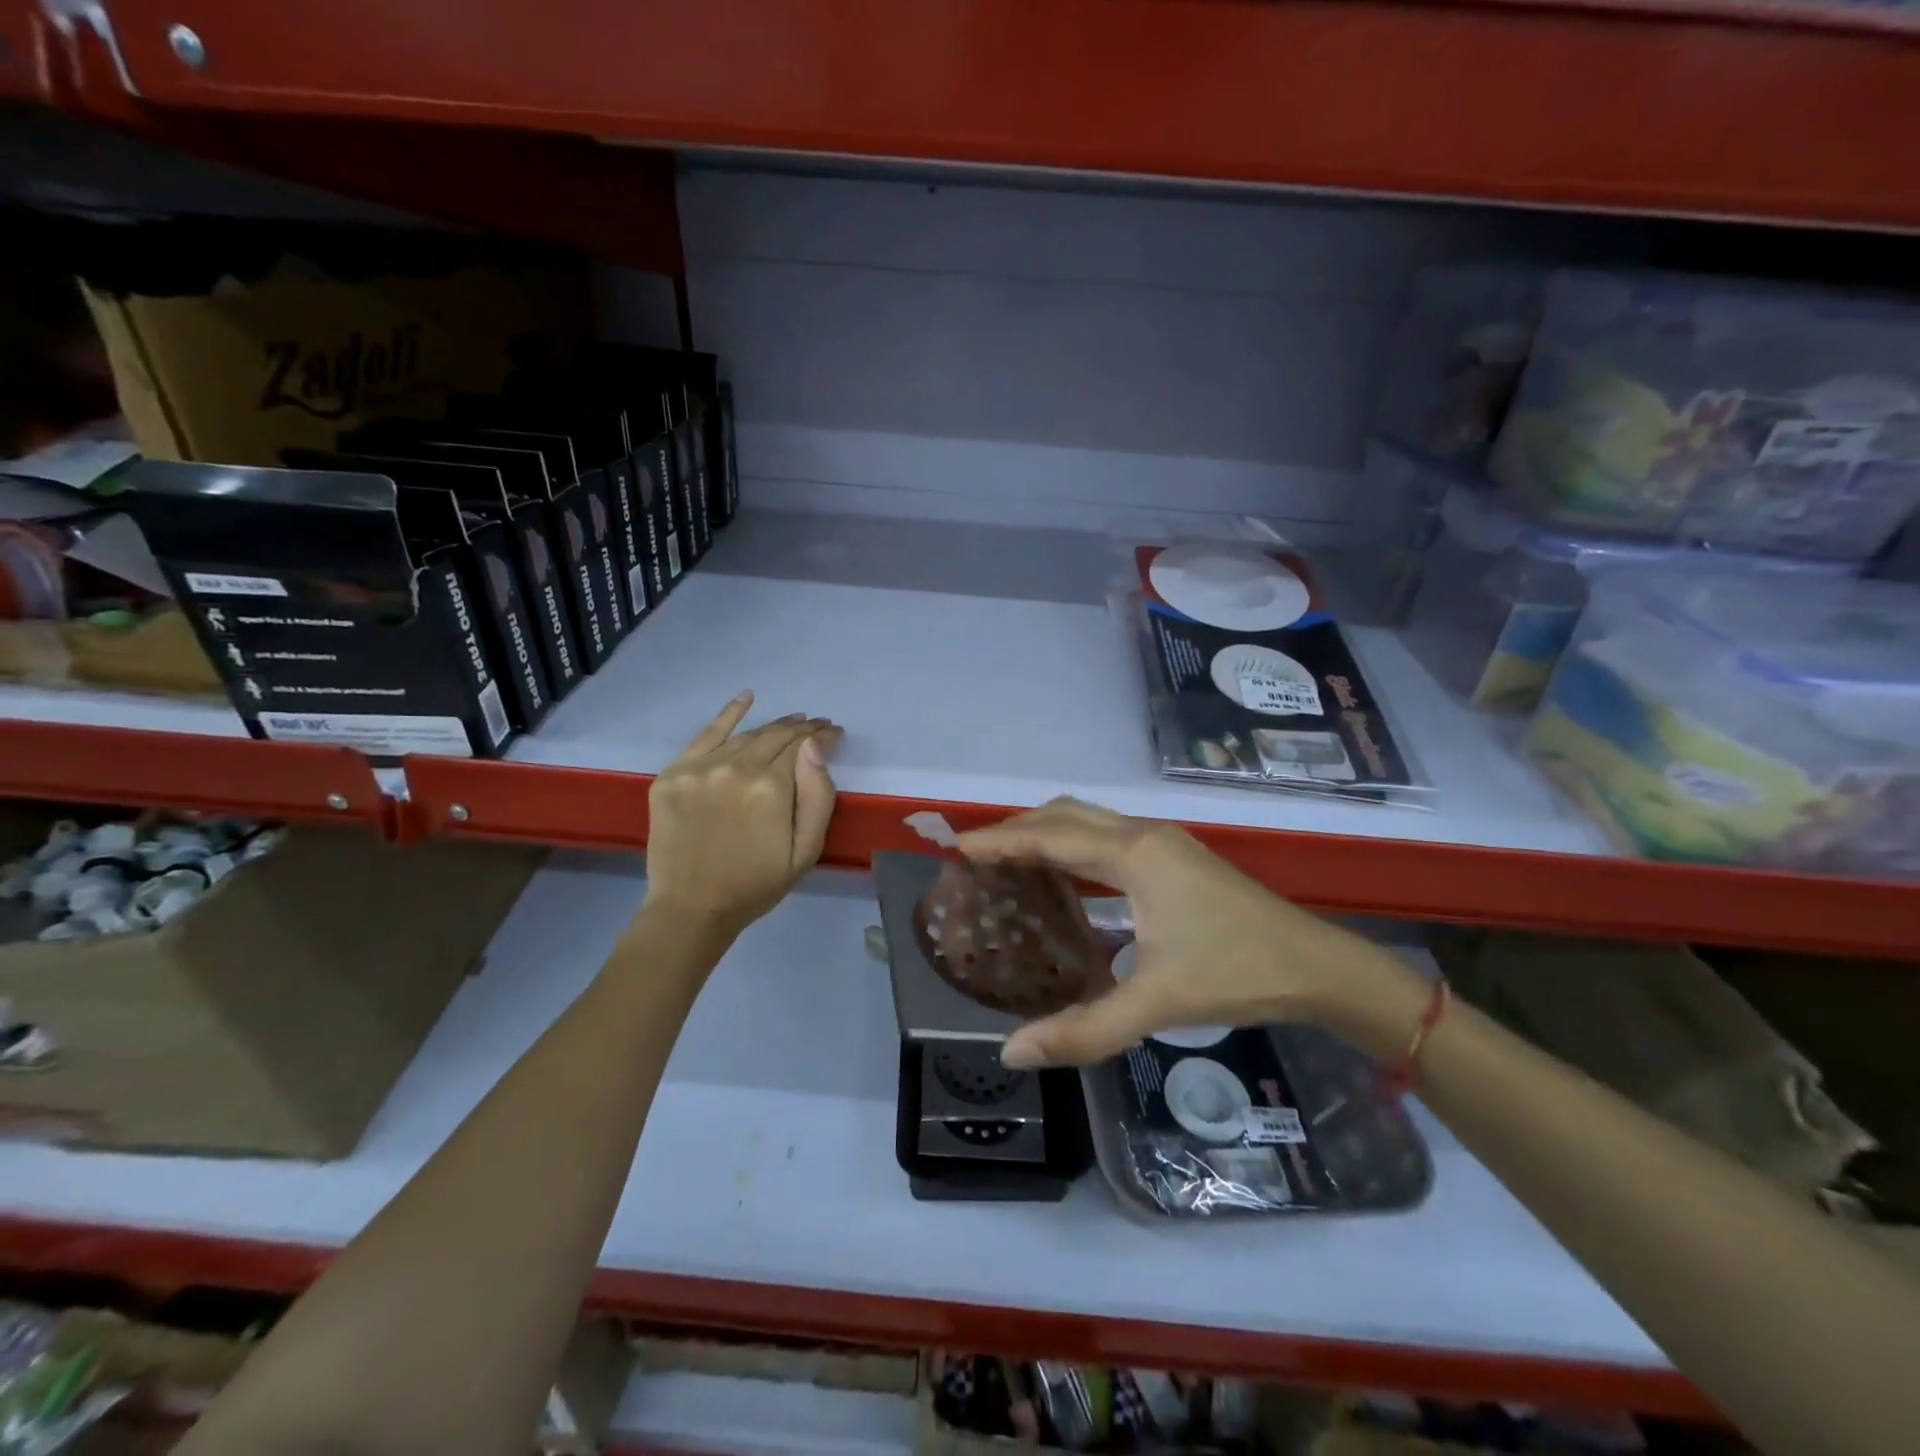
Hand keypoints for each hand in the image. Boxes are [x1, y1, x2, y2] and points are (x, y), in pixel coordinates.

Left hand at [642, 692, 840, 937]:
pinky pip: (704, 735)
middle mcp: (735, 767)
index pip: (803, 746)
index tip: (835, 733)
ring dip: (773, 726)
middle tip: (818, 726)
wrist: (691, 908)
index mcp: (771, 787)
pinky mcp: (673, 773)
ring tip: (792, 723)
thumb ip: (818, 795)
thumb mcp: (806, 850)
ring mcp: (700, 767)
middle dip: (802, 729)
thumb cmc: (756, 884)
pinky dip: (728, 714)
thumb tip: (816, 746)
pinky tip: (746, 698)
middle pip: (776, 736)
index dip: (823, 736)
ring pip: (746, 735)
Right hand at [957, 798, 1418, 1066]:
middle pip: (1065, 814)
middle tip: (977, 856)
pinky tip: (1067, 875)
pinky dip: (1074, 841)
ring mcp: (1165, 841)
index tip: (956, 848)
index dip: (1000, 841)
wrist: (1317, 966)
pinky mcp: (1177, 855)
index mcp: (1134, 855)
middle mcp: (1144, 834)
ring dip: (1047, 831)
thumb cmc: (1236, 974)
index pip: (1050, 837)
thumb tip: (1012, 1052)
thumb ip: (1083, 1029)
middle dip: (1018, 828)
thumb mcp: (1156, 1003)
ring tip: (1010, 861)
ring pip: (1089, 818)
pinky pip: (1108, 833)